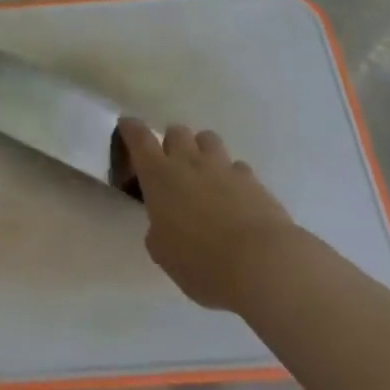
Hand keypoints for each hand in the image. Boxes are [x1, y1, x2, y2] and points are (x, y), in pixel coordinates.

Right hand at [118, 119, 297, 313]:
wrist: (261, 263)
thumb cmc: (201, 261)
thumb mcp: (164, 253)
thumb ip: (158, 231)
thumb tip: (163, 224)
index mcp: (159, 175)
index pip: (139, 138)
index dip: (131, 128)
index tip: (127, 125)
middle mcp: (189, 162)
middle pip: (177, 131)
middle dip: (171, 142)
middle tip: (172, 164)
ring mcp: (223, 167)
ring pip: (208, 139)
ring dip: (202, 150)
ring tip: (204, 174)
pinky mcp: (253, 180)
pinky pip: (237, 166)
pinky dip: (232, 176)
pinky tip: (235, 197)